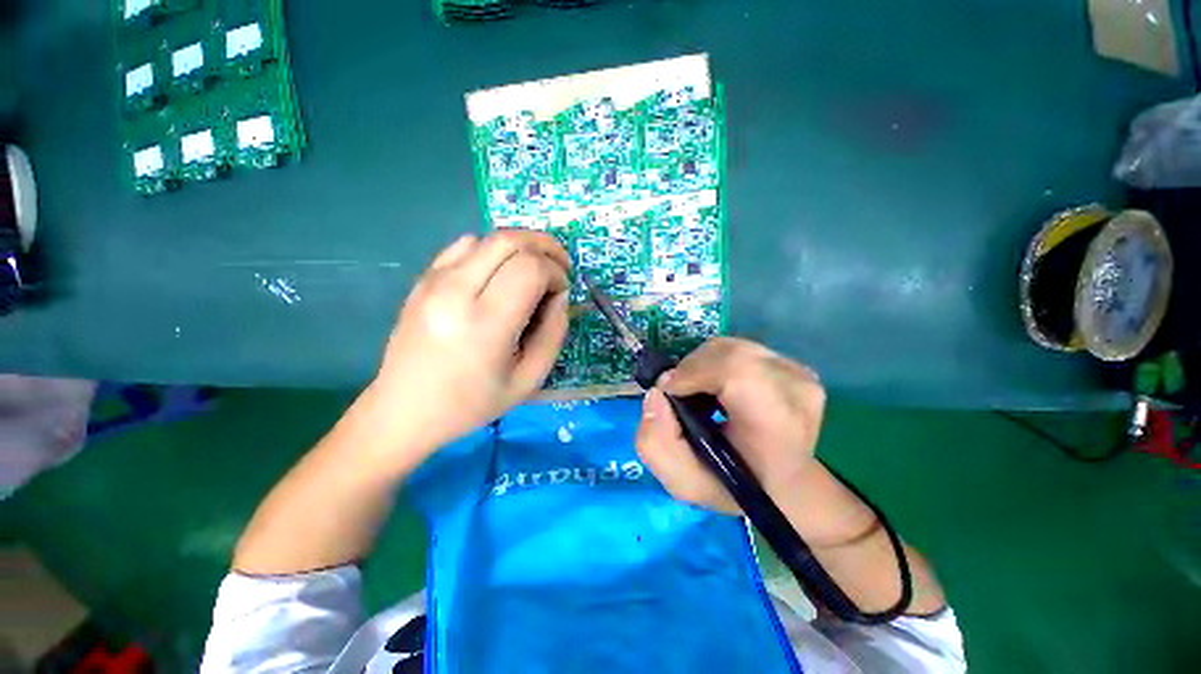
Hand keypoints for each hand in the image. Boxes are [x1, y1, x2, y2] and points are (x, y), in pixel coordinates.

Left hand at [367, 230, 570, 453]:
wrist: (404, 410)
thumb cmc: (472, 403)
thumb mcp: (530, 379)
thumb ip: (554, 332)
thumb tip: (560, 295)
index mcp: (485, 323)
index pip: (530, 268)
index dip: (556, 273)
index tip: (562, 293)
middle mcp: (455, 291)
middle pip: (510, 240)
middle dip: (545, 246)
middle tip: (561, 267)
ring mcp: (433, 281)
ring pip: (488, 237)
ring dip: (520, 247)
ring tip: (533, 270)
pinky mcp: (423, 279)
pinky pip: (465, 246)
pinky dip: (493, 250)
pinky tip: (500, 273)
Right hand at [636, 337, 825, 514]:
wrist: (782, 484)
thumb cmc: (734, 486)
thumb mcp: (684, 482)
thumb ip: (657, 442)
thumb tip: (657, 392)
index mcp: (777, 425)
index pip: (737, 371)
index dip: (694, 372)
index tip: (671, 392)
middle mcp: (797, 392)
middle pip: (729, 353)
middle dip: (691, 368)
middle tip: (680, 394)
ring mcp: (799, 375)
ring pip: (730, 347)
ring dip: (702, 365)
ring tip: (698, 393)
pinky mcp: (793, 365)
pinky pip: (739, 348)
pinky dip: (716, 362)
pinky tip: (718, 386)